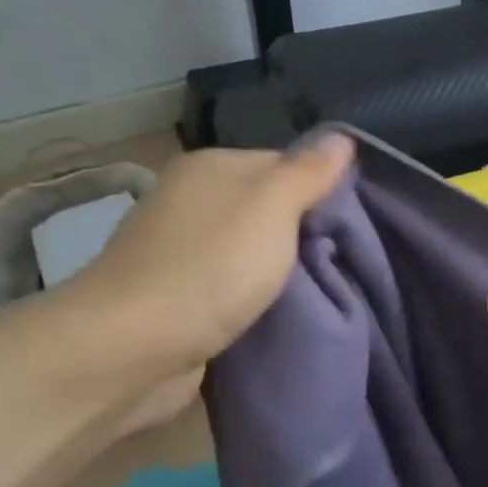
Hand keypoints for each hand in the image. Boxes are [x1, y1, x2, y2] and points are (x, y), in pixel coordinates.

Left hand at [60, 135, 354, 423]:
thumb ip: (308, 172)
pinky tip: (283, 315)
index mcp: (211, 168)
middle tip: (346, 261)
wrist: (132, 348)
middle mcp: (192, 202)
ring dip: (282, 273)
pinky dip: (257, 302)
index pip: (285, 165)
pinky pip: (234, 290)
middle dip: (306, 236)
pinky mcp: (178, 299)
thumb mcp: (272, 206)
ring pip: (252, 253)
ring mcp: (181, 252)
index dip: (322, 191)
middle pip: (268, 210)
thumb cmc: (211, 266)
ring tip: (328, 291)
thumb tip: (342, 138)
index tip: (355, 225)